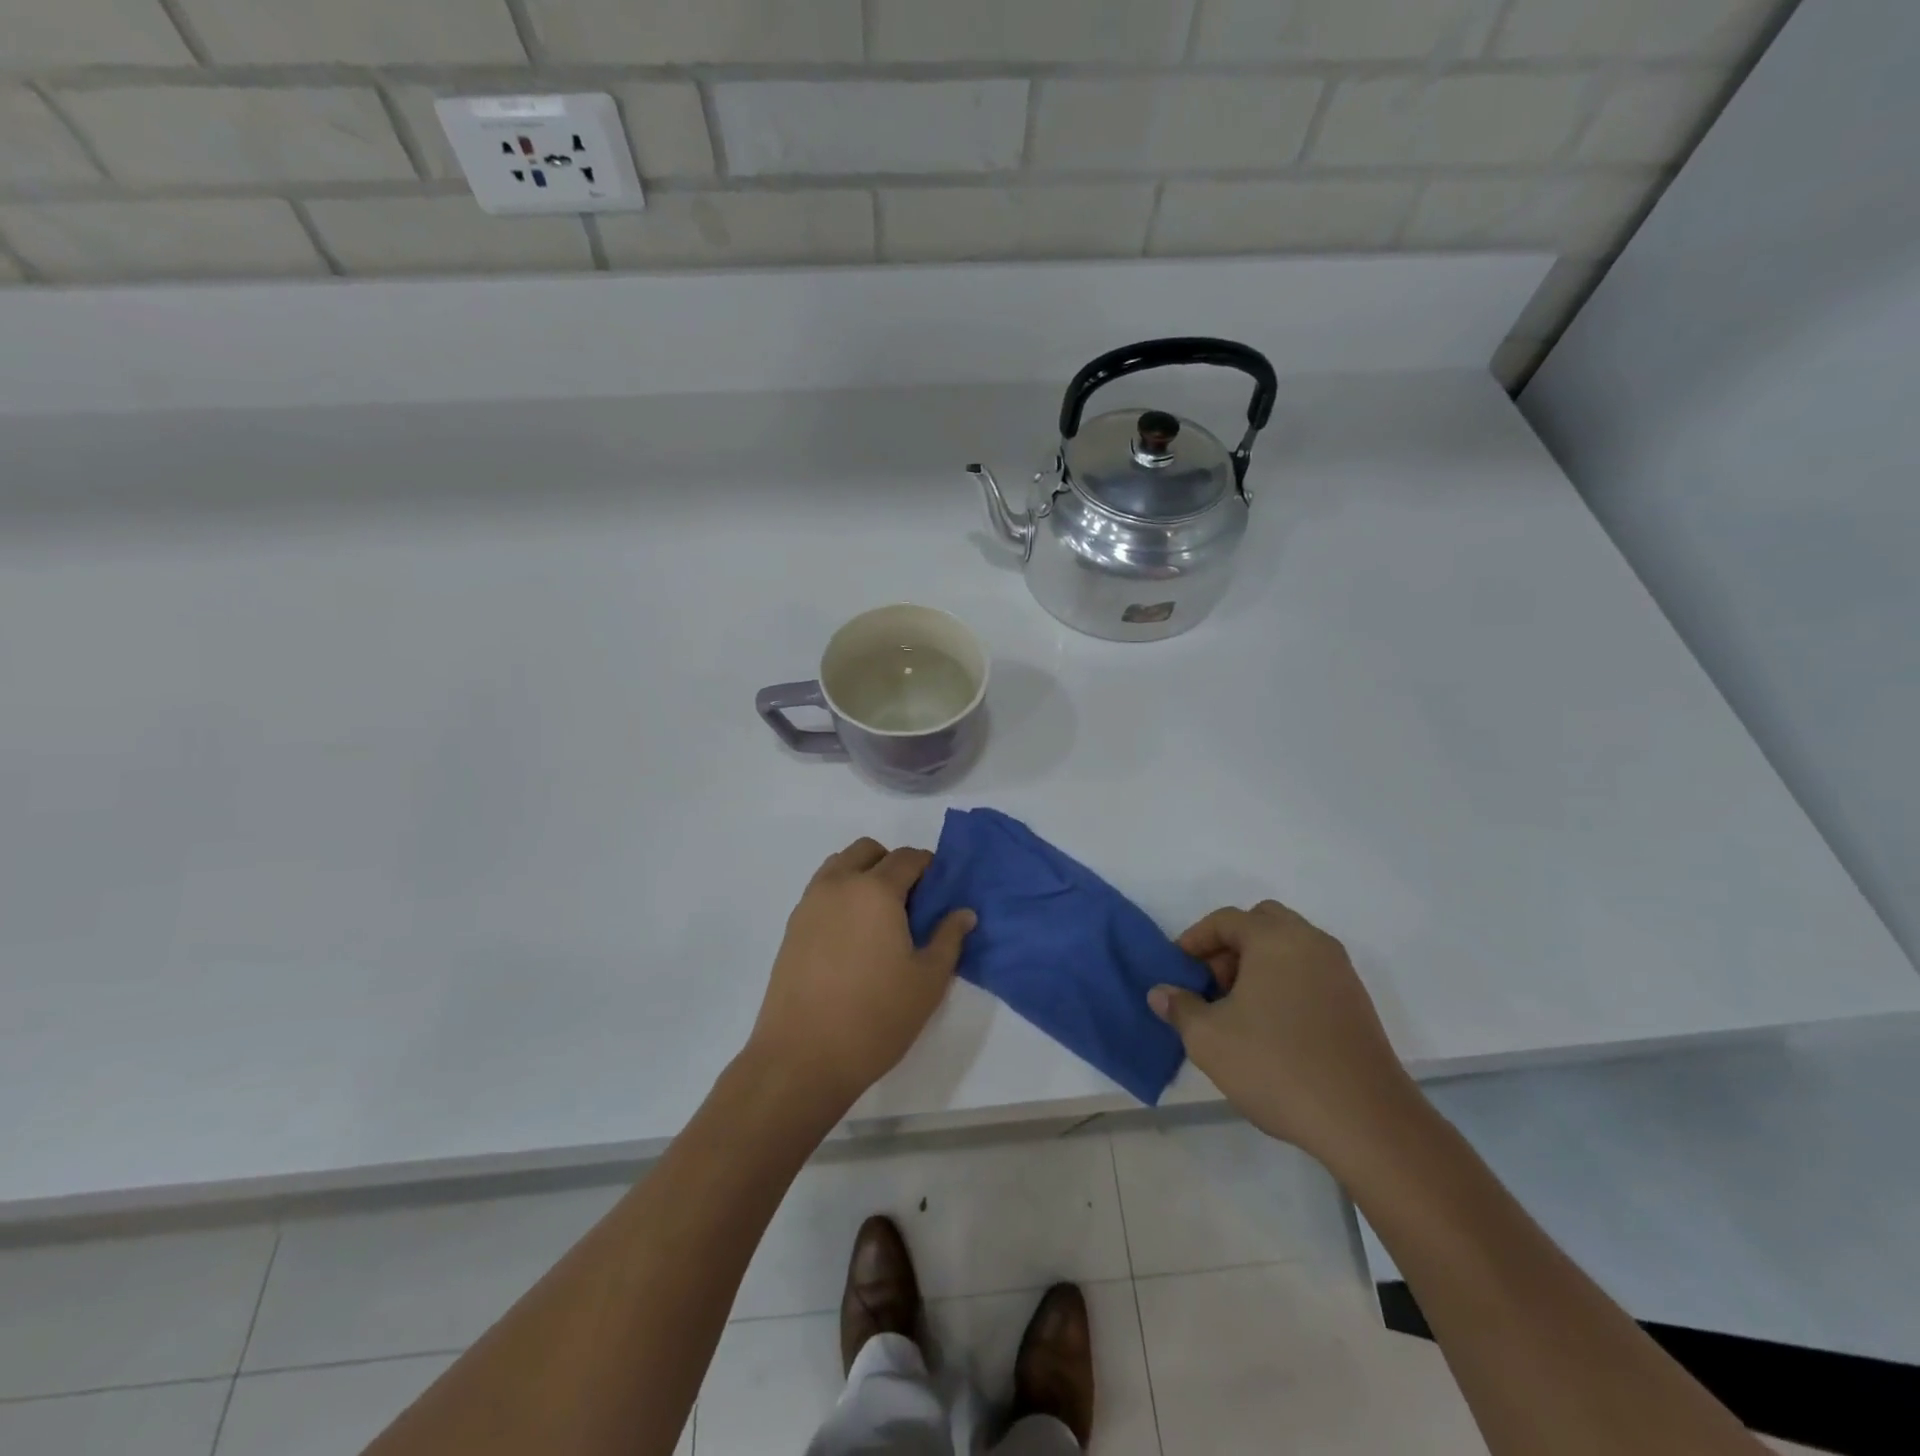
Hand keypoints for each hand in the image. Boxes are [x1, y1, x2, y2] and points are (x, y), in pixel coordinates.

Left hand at [746, 837, 974, 1114]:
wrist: (802, 1057)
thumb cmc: (876, 1017)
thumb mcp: (928, 980)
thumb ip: (949, 938)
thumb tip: (963, 912)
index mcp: (875, 890)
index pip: (907, 858)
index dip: (929, 866)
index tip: (940, 890)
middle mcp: (839, 885)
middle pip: (868, 851)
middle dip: (892, 864)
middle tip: (910, 902)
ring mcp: (809, 904)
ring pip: (839, 866)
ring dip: (862, 875)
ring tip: (879, 918)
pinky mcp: (791, 927)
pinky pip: (821, 891)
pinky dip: (840, 895)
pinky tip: (852, 938)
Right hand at [1148, 900, 1420, 1168]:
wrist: (1366, 1121)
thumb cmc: (1277, 1066)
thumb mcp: (1208, 1039)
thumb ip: (1179, 1007)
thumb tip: (1161, 992)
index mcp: (1275, 938)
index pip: (1225, 920)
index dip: (1194, 940)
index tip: (1177, 970)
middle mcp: (1311, 942)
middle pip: (1261, 923)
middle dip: (1230, 946)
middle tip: (1211, 984)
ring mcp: (1339, 971)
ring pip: (1288, 947)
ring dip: (1257, 965)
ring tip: (1237, 1010)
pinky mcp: (1356, 1002)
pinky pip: (1309, 972)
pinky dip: (1284, 982)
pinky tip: (1271, 1026)